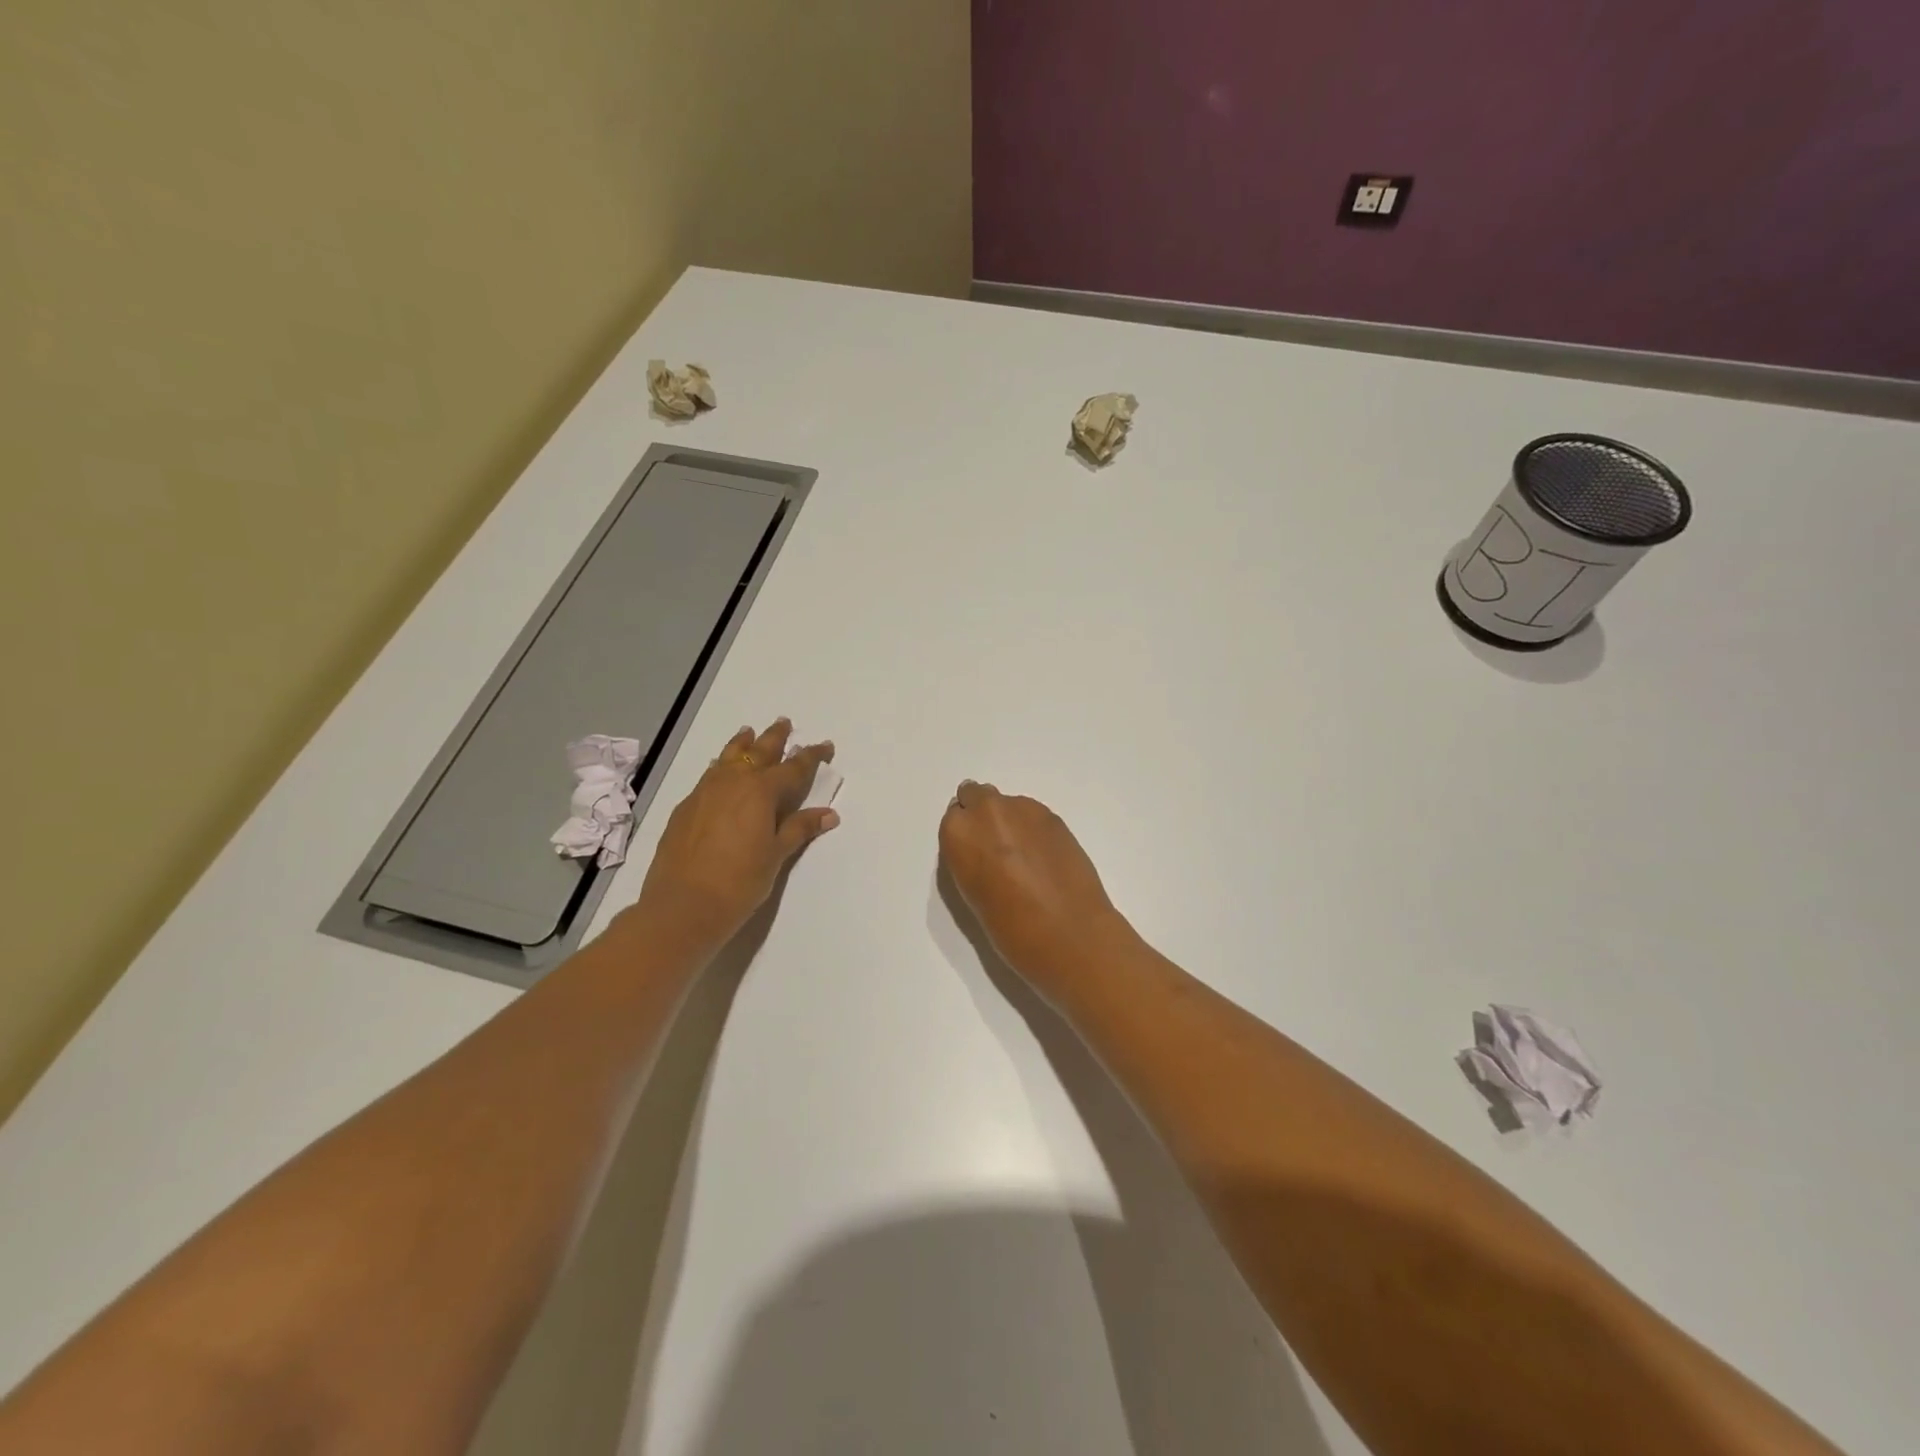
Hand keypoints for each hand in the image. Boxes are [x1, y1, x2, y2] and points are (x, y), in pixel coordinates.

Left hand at [633, 719, 838, 949]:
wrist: (682, 906)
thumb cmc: (739, 882)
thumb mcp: (776, 855)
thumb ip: (799, 829)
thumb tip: (828, 814)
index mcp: (761, 791)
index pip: (794, 767)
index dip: (811, 756)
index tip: (825, 746)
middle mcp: (733, 782)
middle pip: (758, 751)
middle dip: (774, 737)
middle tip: (784, 722)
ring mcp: (704, 792)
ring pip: (727, 757)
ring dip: (742, 744)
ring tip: (748, 733)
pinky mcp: (685, 807)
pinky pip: (708, 775)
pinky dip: (720, 766)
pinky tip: (719, 771)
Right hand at [938, 781, 1129, 994]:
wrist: (1070, 934)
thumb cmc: (1011, 930)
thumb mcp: (972, 894)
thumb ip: (972, 859)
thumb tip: (984, 849)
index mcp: (959, 833)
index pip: (954, 818)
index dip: (966, 837)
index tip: (975, 855)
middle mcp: (988, 811)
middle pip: (977, 796)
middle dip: (985, 817)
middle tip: (998, 849)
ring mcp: (1024, 809)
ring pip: (1008, 805)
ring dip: (1011, 822)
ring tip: (1027, 858)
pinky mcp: (1054, 816)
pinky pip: (1033, 815)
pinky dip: (1034, 830)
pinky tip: (1045, 858)